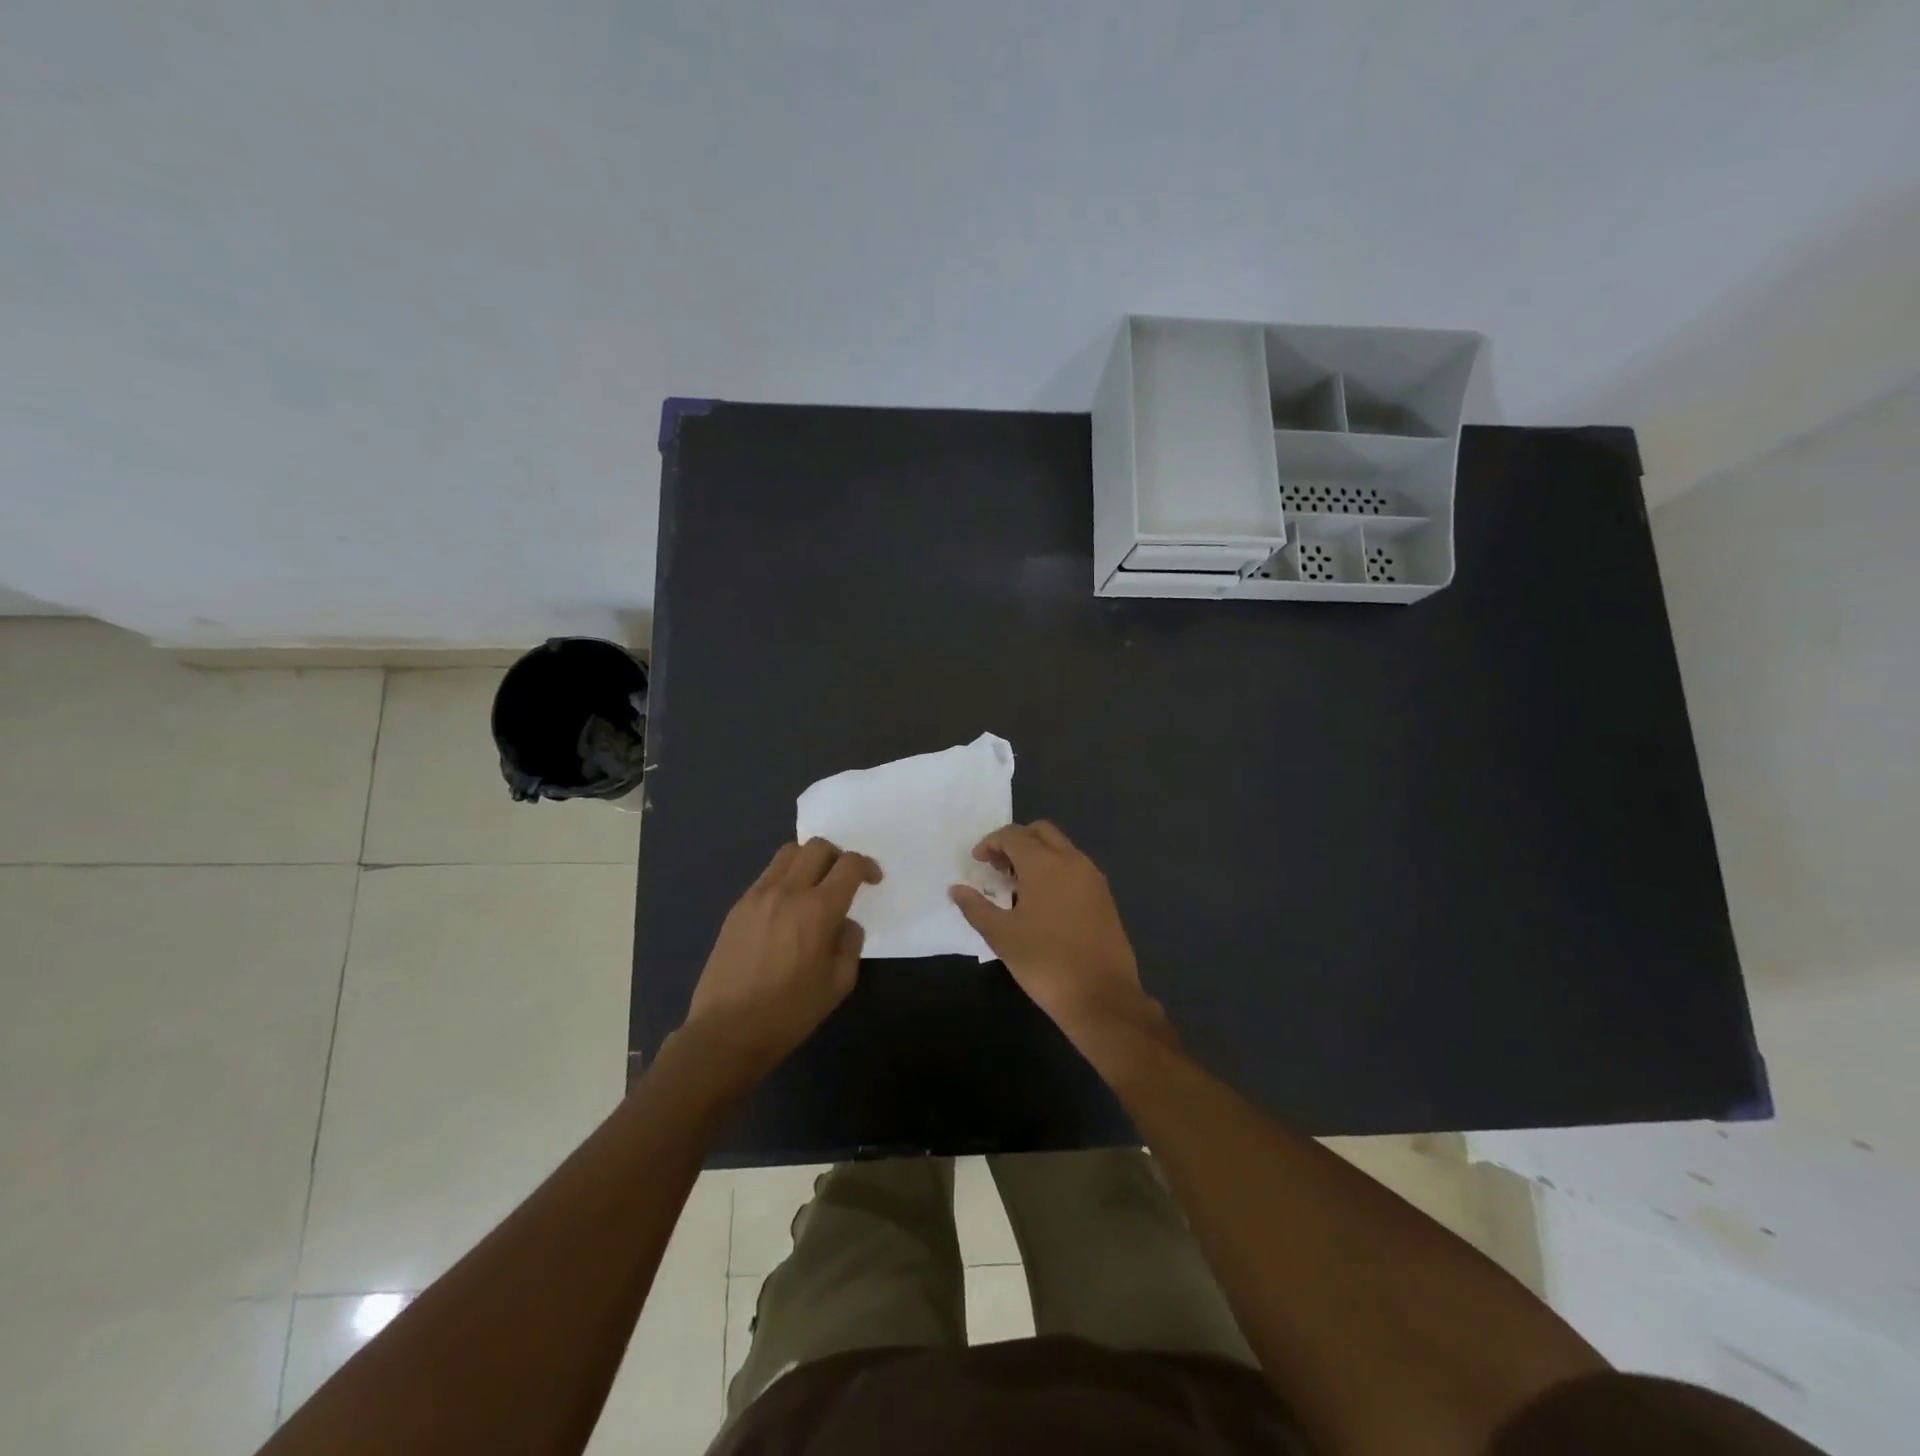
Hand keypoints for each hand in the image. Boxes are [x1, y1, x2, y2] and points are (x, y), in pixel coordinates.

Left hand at [684, 839, 880, 1080]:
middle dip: (838, 856)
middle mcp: (788, 891)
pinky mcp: (738, 907)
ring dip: (809, 860)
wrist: (727, 1031)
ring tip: (815, 886)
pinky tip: (787, 907)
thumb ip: (849, 943)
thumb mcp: (838, 984)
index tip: (873, 880)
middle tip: (844, 879)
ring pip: (789, 853)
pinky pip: (767, 875)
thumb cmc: (789, 1013)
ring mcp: (758, 896)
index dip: (867, 866)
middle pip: (818, 847)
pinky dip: (786, 877)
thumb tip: (844, 924)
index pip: (849, 865)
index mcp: (818, 909)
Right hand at [948, 821, 1165, 1046]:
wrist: (1102, 996)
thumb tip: (956, 889)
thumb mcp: (1001, 936)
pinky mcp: (1104, 897)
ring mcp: (1092, 878)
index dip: (991, 843)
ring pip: (1061, 848)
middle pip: (1040, 832)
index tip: (977, 863)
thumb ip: (975, 907)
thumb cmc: (1045, 962)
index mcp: (1044, 863)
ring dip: (1037, 855)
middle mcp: (1072, 860)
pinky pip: (1075, 868)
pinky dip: (1055, 871)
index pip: (1013, 835)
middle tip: (998, 869)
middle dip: (1016, 842)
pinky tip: (1043, 904)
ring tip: (1017, 888)